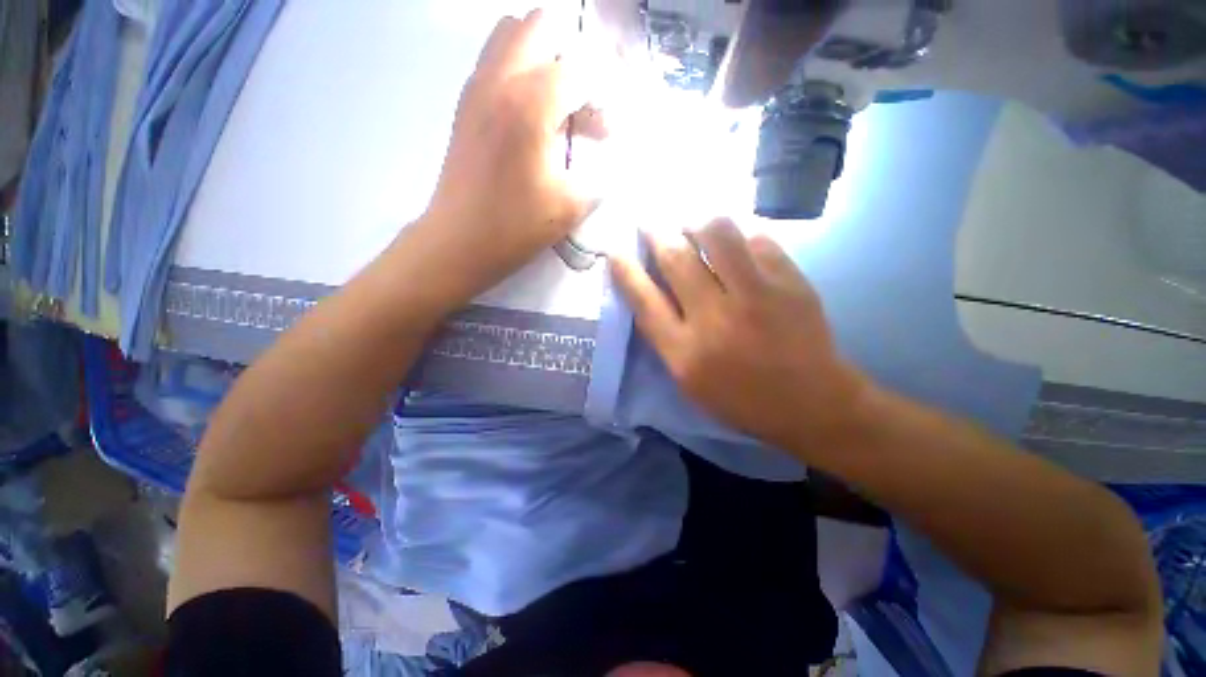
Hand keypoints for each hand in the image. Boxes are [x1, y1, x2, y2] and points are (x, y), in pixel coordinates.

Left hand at [418, 10, 593, 298]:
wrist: (460, 240)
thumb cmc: (516, 227)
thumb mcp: (571, 206)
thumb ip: (601, 175)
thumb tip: (613, 159)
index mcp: (531, 104)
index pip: (581, 67)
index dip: (605, 93)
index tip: (609, 128)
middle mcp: (501, 79)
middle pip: (542, 25)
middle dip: (573, 57)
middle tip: (584, 103)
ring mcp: (477, 86)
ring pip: (512, 33)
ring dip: (543, 56)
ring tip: (558, 103)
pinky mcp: (465, 103)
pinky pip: (495, 59)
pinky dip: (520, 69)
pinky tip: (532, 115)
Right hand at [609, 218, 872, 455]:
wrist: (812, 403)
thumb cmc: (741, 399)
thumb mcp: (689, 381)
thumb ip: (665, 338)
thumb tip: (649, 291)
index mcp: (686, 352)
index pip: (644, 300)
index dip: (625, 270)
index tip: (614, 250)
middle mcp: (715, 319)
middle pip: (676, 259)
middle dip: (655, 233)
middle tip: (650, 222)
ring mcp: (757, 296)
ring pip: (717, 234)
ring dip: (696, 222)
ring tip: (692, 225)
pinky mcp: (790, 282)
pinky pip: (757, 238)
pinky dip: (740, 234)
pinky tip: (736, 241)